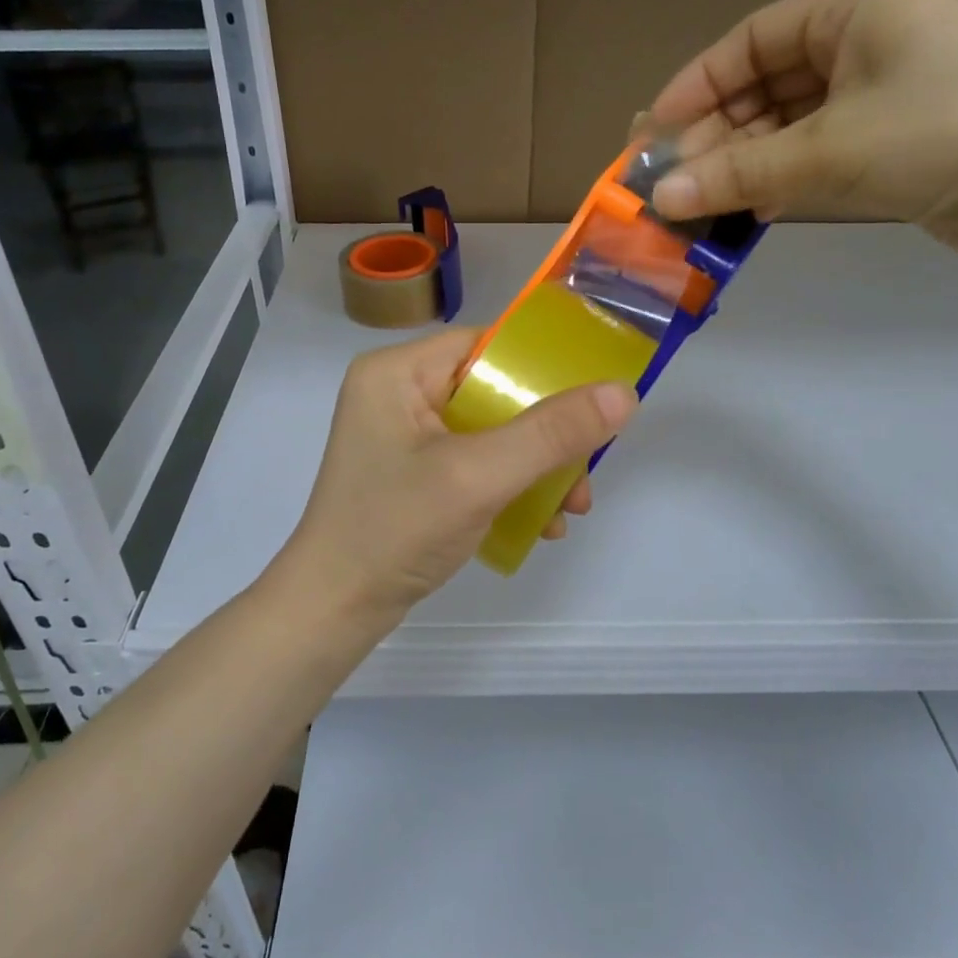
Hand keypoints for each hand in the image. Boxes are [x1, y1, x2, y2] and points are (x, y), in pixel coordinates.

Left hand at [276, 329, 637, 627]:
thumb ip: (551, 433)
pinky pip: (474, 463)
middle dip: (546, 435)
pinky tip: (541, 523)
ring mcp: (403, 437)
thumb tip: (623, 393)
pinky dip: (510, 487)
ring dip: (536, 467)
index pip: (484, 346)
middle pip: (493, 392)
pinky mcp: (412, 474)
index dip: (540, 368)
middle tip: (586, 471)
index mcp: (396, 372)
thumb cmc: (395, 529)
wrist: (334, 611)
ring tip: (571, 508)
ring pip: (490, 432)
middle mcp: (397, 394)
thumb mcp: (479, 476)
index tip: (590, 399)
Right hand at [644, 0, 957, 265]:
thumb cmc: (936, 136)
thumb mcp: (824, 153)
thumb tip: (660, 199)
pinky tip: (750, 210)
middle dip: (717, 134)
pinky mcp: (898, 139)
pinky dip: (781, 178)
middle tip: (673, 179)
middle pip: (767, 83)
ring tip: (702, 201)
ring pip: (790, 122)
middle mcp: (870, 41)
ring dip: (745, 162)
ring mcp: (886, 92)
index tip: (654, 131)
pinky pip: (818, 150)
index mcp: (857, 9)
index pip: (752, 39)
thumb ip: (735, 175)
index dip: (696, 85)